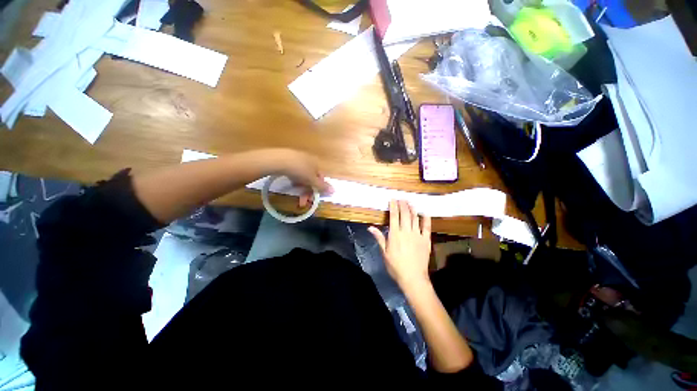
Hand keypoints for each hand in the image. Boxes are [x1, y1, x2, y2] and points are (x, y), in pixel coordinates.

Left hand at [268, 149, 332, 206]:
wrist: (279, 160)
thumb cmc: (300, 170)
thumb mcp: (313, 180)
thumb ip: (322, 186)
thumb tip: (334, 191)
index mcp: (316, 163)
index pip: (321, 177)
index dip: (318, 188)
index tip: (313, 197)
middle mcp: (309, 159)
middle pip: (311, 177)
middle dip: (308, 190)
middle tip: (303, 200)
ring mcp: (298, 158)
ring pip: (302, 175)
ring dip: (301, 186)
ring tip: (296, 192)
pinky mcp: (288, 159)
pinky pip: (294, 171)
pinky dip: (294, 179)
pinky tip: (290, 183)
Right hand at [368, 200, 431, 288]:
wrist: (413, 278)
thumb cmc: (396, 266)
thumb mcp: (384, 253)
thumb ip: (379, 238)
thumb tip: (370, 227)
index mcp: (395, 234)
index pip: (394, 217)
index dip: (393, 207)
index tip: (393, 199)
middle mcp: (406, 231)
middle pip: (405, 215)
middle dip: (403, 205)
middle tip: (402, 198)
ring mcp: (417, 235)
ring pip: (415, 218)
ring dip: (412, 209)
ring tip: (410, 202)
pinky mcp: (425, 240)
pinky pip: (426, 227)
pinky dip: (426, 219)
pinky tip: (425, 213)